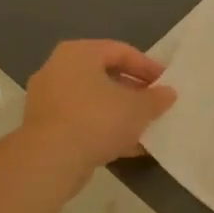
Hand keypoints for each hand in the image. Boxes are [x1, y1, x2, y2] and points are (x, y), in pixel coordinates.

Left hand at [19, 40, 176, 183]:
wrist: (51, 161)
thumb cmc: (97, 120)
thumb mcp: (138, 108)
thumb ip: (156, 98)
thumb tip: (168, 93)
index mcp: (79, 53)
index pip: (121, 51)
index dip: (148, 67)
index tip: (166, 84)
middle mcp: (58, 69)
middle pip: (105, 75)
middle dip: (134, 91)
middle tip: (155, 104)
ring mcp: (48, 99)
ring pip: (94, 101)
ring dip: (120, 113)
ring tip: (145, 127)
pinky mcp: (45, 127)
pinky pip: (82, 121)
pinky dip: (104, 129)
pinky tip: (127, 146)